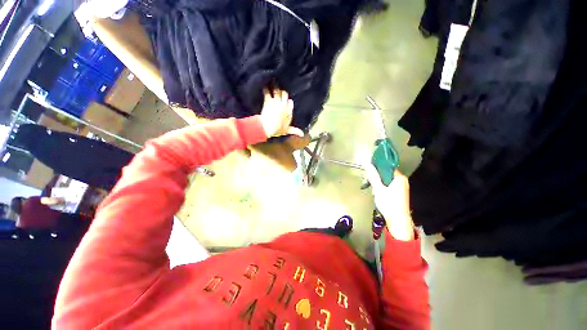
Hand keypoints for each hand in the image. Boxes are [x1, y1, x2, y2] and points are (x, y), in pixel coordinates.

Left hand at [260, 88, 304, 137]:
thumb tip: (303, 134)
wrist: (268, 127)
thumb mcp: (287, 131)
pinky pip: (267, 92)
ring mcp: (276, 102)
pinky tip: (264, 86)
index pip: (290, 103)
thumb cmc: (278, 130)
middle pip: (285, 95)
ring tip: (273, 81)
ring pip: (277, 91)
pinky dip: (265, 89)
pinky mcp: (268, 101)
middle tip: (280, 89)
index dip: (288, 102)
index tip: (287, 101)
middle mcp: (284, 105)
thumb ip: (295, 131)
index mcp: (289, 112)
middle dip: (283, 92)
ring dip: (276, 87)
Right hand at [365, 164, 414, 240]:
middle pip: (385, 173)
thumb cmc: (389, 203)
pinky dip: (381, 188)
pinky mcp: (399, 193)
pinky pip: (388, 186)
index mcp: (399, 177)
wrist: (398, 221)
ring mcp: (401, 187)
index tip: (368, 171)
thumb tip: (367, 164)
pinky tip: (377, 194)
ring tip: (373, 191)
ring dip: (377, 184)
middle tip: (368, 183)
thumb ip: (373, 176)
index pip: (387, 166)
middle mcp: (402, 181)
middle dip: (375, 178)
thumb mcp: (378, 188)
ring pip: (385, 180)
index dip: (376, 168)